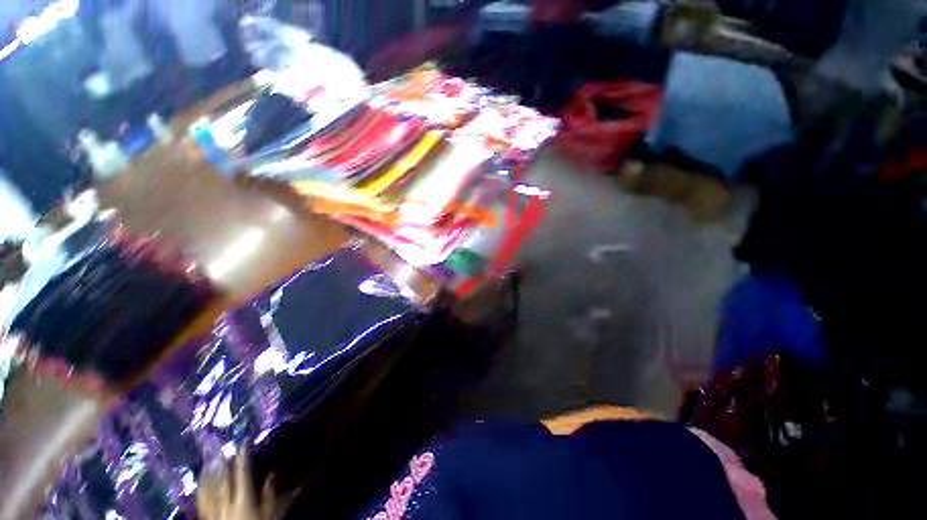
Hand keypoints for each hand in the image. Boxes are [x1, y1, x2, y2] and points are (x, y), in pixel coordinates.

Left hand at [197, 444, 275, 519]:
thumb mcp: (270, 514)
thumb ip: (269, 495)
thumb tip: (271, 474)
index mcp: (244, 499)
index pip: (243, 473)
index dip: (244, 456)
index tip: (245, 440)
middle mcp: (227, 503)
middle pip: (223, 479)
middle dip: (222, 462)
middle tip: (221, 446)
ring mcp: (215, 512)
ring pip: (210, 490)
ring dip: (208, 474)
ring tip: (207, 461)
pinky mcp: (208, 519)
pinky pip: (202, 503)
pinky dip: (201, 491)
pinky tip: (200, 485)